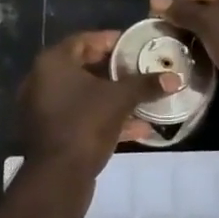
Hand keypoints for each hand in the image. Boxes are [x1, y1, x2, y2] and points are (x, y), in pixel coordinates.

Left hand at [14, 32, 178, 217]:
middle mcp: (42, 80)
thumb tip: (176, 78)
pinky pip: (81, 117)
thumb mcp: (120, 100)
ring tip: (144, 100)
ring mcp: (43, 109)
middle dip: (116, 71)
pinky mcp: (50, 133)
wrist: (58, 177)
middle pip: (84, 67)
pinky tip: (137, 129)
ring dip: (113, 98)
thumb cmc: (85, 124)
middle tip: (141, 71)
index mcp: (53, 63)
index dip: (111, 41)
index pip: (84, 40)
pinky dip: (105, 118)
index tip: (135, 46)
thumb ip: (146, 85)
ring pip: (84, 95)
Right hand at [149, 0, 218, 119]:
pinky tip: (202, 62)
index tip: (156, 18)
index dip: (178, 2)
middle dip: (190, 22)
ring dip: (203, 39)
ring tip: (180, 50)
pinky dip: (218, 51)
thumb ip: (181, 10)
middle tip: (166, 36)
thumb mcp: (207, 23)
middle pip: (215, 9)